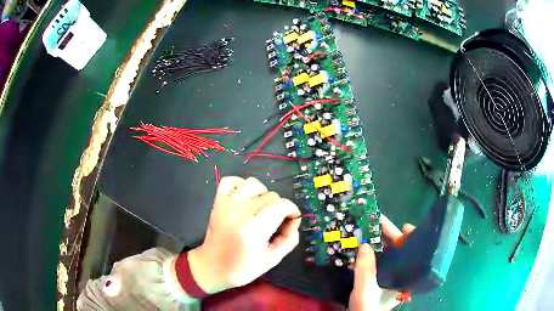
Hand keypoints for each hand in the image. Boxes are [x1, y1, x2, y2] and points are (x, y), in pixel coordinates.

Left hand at [187, 176, 300, 293]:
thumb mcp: (272, 260)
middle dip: (279, 207)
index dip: (292, 210)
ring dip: (262, 194)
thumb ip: (289, 239)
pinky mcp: (218, 202)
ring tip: (261, 208)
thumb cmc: (242, 268)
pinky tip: (245, 198)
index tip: (291, 219)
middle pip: (270, 195)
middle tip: (276, 221)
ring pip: (253, 184)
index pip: (281, 205)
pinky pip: (230, 181)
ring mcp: (226, 205)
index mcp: (253, 230)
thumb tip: (295, 220)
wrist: (212, 267)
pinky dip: (240, 185)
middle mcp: (239, 213)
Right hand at [349, 215, 414, 310]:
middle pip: (397, 251)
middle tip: (375, 220)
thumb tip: (364, 245)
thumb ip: (365, 269)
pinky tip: (359, 248)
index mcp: (404, 277)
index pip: (413, 253)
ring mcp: (388, 277)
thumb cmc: (368, 308)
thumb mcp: (365, 290)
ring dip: (375, 244)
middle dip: (387, 236)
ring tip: (365, 230)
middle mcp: (399, 275)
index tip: (404, 226)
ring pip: (385, 256)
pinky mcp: (378, 280)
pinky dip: (368, 254)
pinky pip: (375, 263)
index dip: (410, 238)